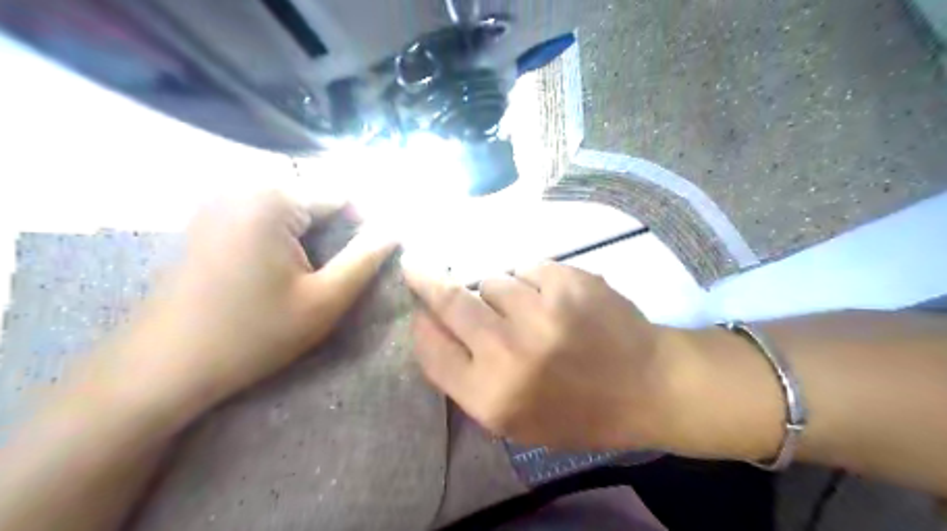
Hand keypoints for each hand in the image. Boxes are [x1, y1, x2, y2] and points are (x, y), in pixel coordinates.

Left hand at [87, 193, 395, 416]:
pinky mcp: (208, 221)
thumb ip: (366, 259)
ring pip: (291, 208)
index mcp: (272, 198)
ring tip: (316, 273)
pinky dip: (285, 237)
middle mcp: (241, 186)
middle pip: (315, 198)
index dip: (366, 226)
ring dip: (313, 235)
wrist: (162, 367)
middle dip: (338, 230)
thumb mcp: (324, 300)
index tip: (375, 260)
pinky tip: (283, 270)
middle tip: (342, 272)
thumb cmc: (252, 334)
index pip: (342, 195)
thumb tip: (395, 228)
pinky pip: (264, 216)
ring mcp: (219, 201)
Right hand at [402, 259, 696, 450]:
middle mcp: (509, 352)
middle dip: (427, 281)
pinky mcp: (568, 282)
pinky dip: (533, 281)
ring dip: (499, 292)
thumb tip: (434, 329)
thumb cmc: (578, 412)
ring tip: (529, 311)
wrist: (648, 385)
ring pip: (493, 281)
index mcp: (492, 397)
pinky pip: (528, 268)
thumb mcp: (515, 420)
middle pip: (450, 301)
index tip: (421, 313)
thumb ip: (468, 379)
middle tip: (415, 267)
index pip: (431, 350)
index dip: (421, 327)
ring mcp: (541, 312)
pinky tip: (554, 300)